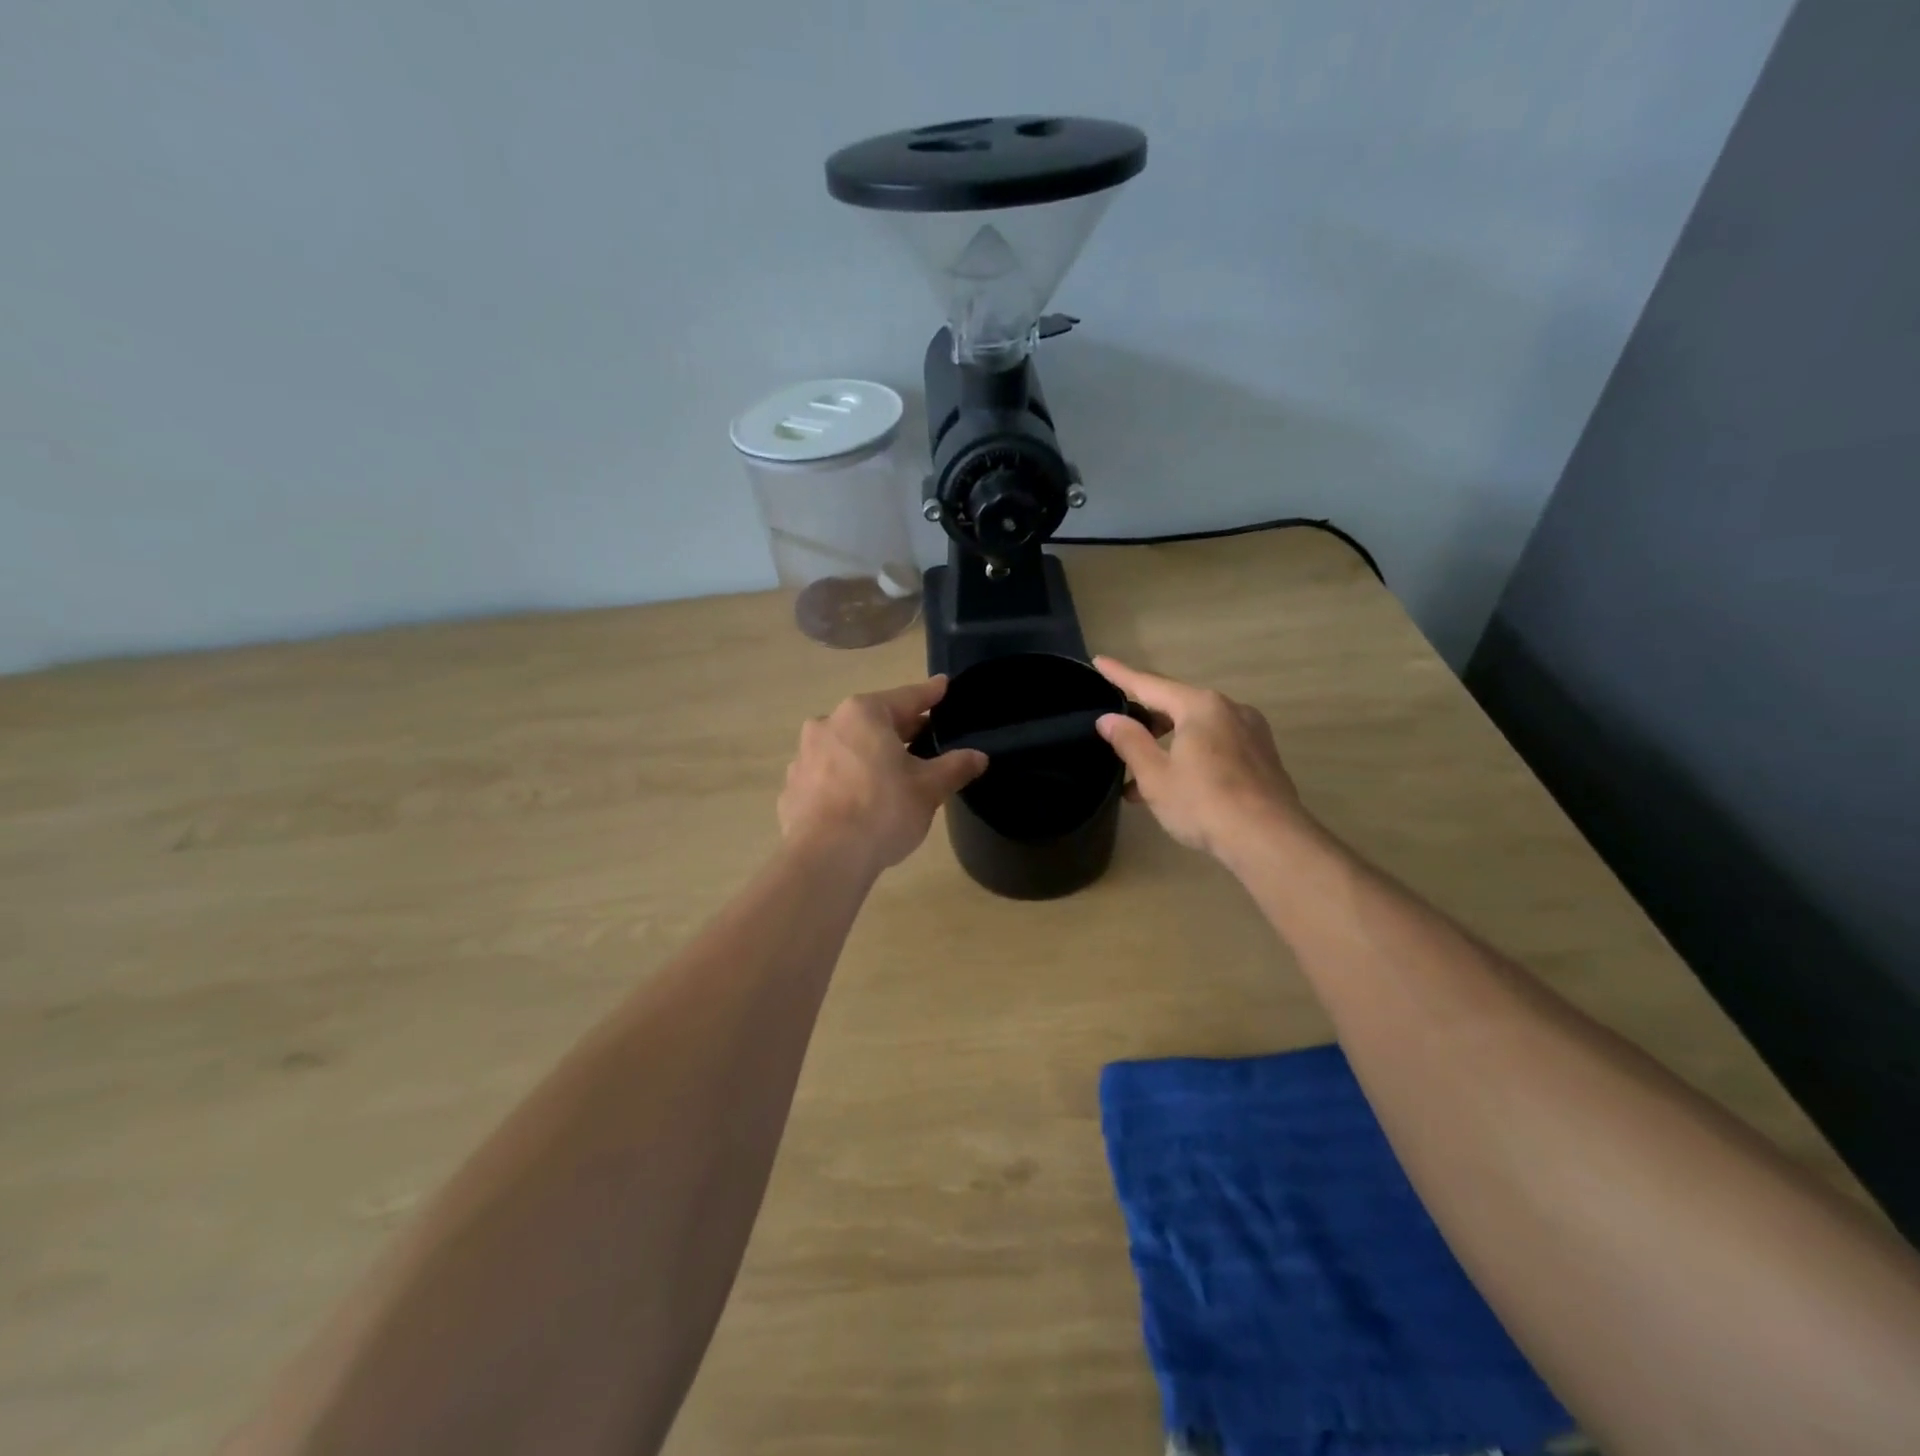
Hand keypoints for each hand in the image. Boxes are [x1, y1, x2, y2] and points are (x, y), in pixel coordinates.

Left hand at [778, 678, 987, 874]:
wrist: (824, 857)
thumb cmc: (882, 809)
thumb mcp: (929, 789)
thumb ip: (954, 767)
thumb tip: (978, 757)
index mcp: (864, 714)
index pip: (907, 697)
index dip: (930, 694)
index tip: (943, 685)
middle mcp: (828, 724)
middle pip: (874, 721)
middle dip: (900, 729)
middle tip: (926, 736)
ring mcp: (804, 756)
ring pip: (847, 747)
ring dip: (868, 754)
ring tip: (890, 773)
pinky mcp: (792, 788)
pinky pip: (827, 775)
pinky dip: (845, 779)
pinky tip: (858, 799)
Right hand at [1093, 657, 1304, 859]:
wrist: (1269, 839)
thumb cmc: (1204, 803)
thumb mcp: (1156, 775)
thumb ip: (1130, 742)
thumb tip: (1109, 719)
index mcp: (1200, 706)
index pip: (1150, 685)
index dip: (1120, 675)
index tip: (1100, 661)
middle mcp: (1229, 709)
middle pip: (1177, 706)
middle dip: (1146, 721)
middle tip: (1118, 733)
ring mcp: (1251, 733)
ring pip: (1197, 730)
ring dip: (1167, 746)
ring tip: (1140, 775)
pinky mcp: (1262, 757)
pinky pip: (1216, 745)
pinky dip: (1191, 756)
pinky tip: (1176, 785)